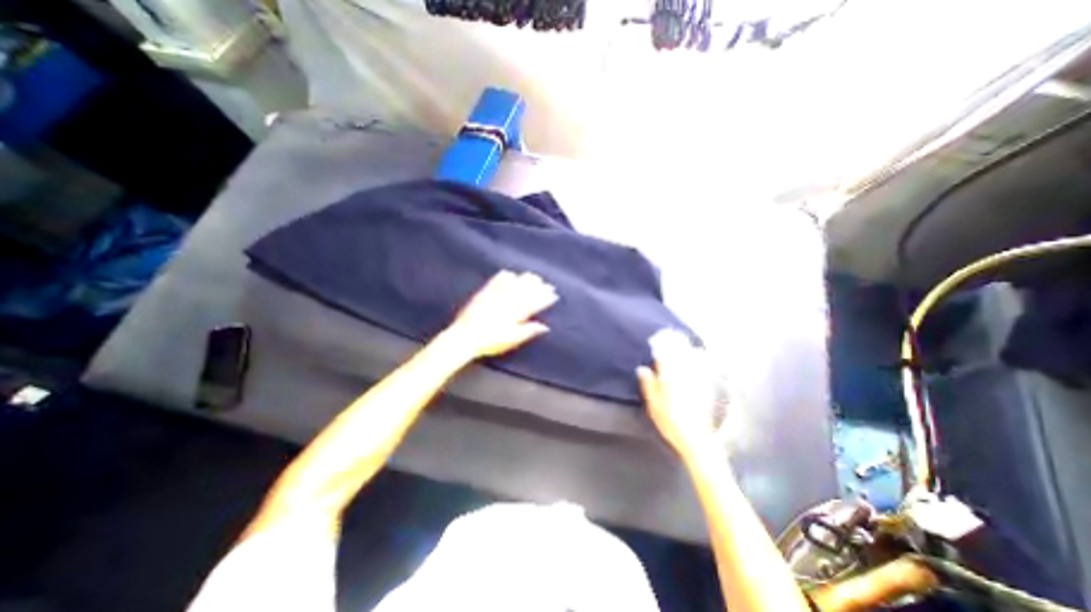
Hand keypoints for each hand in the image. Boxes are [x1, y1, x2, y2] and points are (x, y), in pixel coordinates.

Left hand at [439, 270, 556, 359]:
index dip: (544, 298)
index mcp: (515, 314)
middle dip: (538, 287)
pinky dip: (504, 277)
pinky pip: (496, 282)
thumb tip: (544, 326)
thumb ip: (528, 331)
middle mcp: (507, 303)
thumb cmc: (490, 342)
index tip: (553, 294)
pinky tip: (509, 273)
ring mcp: (495, 297)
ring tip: (533, 275)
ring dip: (524, 279)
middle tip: (546, 283)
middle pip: (525, 292)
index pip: (534, 303)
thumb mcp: (512, 340)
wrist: (465, 337)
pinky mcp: (484, 294)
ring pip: (513, 285)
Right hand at [636, 329, 722, 457]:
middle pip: (681, 354)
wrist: (695, 439)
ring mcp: (697, 381)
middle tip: (672, 336)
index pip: (665, 355)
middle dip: (676, 344)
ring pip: (693, 360)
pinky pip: (703, 370)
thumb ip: (648, 384)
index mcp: (670, 377)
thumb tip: (643, 368)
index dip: (661, 345)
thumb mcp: (652, 404)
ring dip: (688, 350)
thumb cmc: (669, 421)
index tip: (658, 337)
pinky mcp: (706, 389)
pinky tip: (699, 359)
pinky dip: (700, 361)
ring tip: (684, 343)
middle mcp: (685, 375)